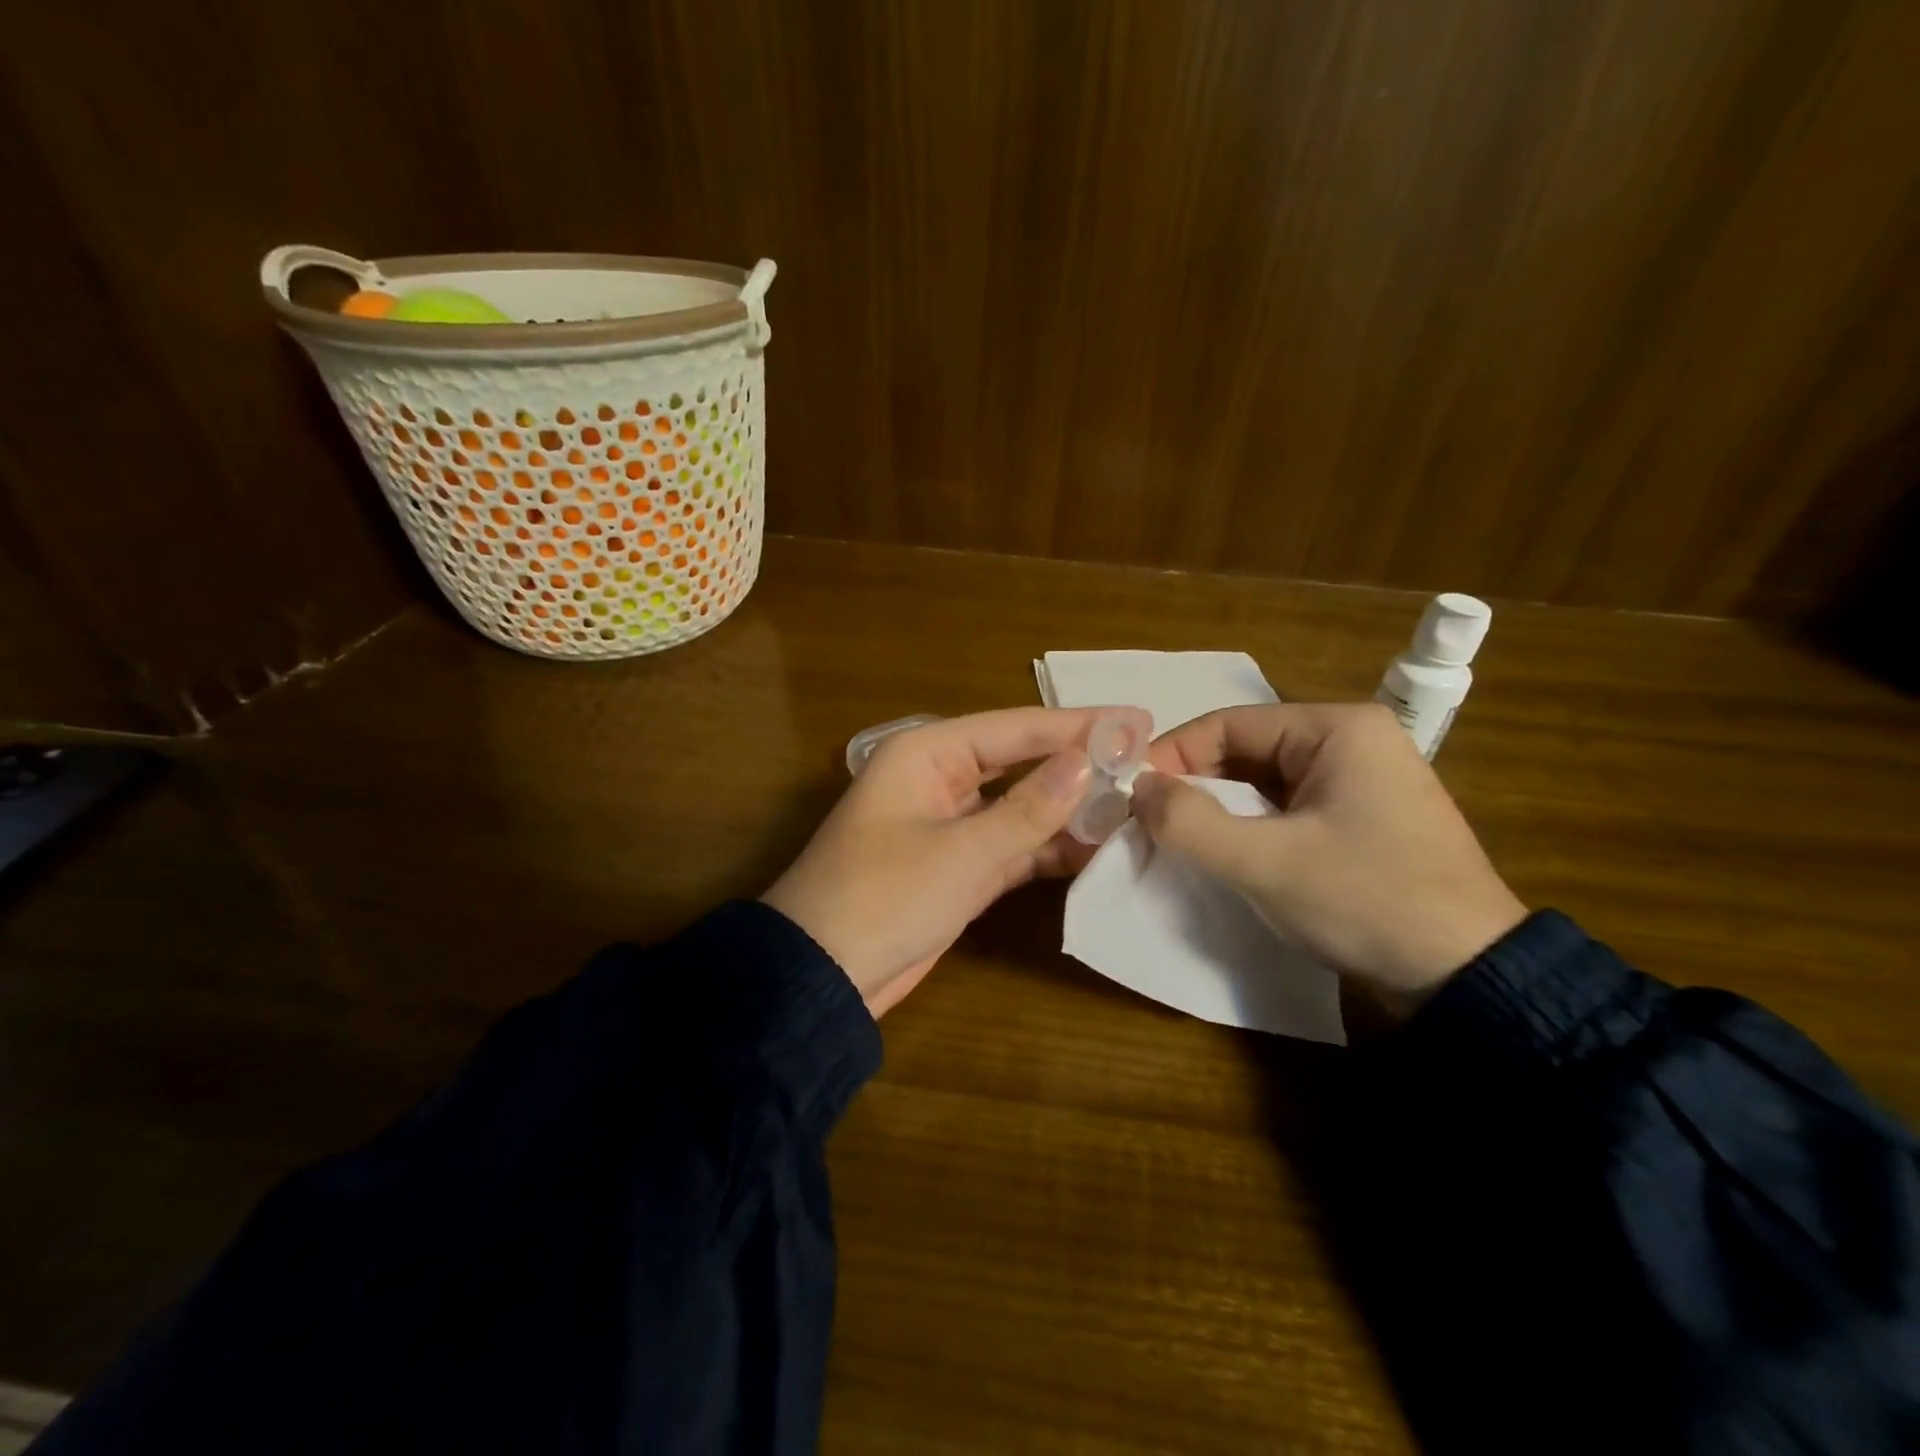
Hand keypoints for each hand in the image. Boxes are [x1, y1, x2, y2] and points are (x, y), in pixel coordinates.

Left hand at [764, 706, 1150, 1015]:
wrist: (821, 978)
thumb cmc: (883, 898)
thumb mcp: (962, 852)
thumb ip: (1027, 809)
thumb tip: (1083, 761)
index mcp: (927, 755)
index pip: (1015, 728)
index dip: (1078, 724)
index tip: (1138, 720)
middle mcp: (939, 780)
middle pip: (1020, 762)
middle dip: (1078, 764)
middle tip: (1144, 759)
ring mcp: (949, 826)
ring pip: (1020, 806)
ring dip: (1068, 810)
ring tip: (1134, 805)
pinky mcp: (957, 867)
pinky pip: (1012, 846)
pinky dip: (1048, 848)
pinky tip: (1096, 849)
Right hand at [1134, 703, 1525, 1014]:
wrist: (1469, 978)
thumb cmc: (1365, 902)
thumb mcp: (1263, 863)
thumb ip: (1187, 822)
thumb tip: (1139, 789)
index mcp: (1336, 728)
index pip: (1227, 724)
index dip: (1171, 756)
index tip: (1131, 796)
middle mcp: (1353, 740)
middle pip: (1245, 750)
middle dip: (1194, 785)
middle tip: (1149, 821)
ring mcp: (1364, 780)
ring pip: (1264, 781)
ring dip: (1220, 809)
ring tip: (1181, 840)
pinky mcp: (1366, 818)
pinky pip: (1289, 807)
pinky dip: (1252, 826)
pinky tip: (1230, 854)